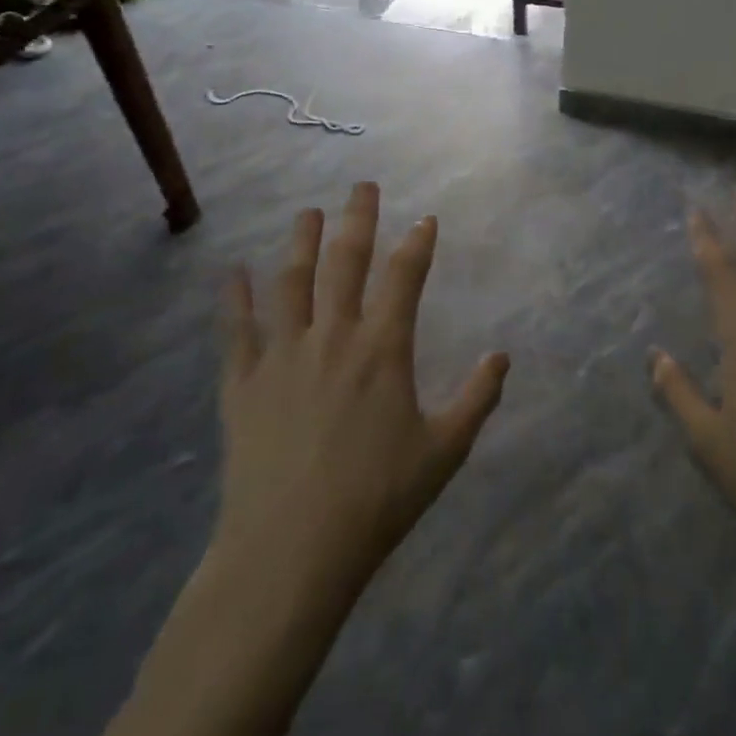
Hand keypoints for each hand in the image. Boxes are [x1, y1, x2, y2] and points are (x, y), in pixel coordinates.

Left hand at [212, 182, 509, 595]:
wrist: (291, 550)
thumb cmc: (377, 499)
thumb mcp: (444, 451)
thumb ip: (477, 398)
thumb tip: (502, 356)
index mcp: (383, 349)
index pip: (405, 278)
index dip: (417, 243)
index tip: (425, 218)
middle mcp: (333, 336)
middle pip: (345, 262)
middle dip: (357, 219)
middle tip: (362, 185)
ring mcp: (283, 355)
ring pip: (291, 282)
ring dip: (301, 242)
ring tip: (308, 213)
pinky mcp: (243, 382)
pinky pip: (237, 328)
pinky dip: (234, 297)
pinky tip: (232, 271)